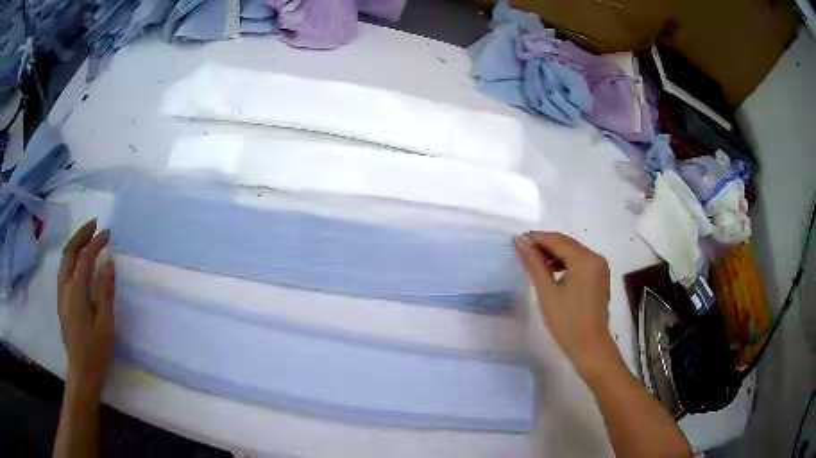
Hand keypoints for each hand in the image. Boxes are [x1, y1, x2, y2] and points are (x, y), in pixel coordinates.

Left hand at [58, 219, 114, 401]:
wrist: (82, 373)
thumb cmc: (96, 352)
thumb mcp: (105, 325)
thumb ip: (105, 293)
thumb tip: (108, 262)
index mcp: (76, 294)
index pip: (84, 259)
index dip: (96, 244)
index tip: (108, 234)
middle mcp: (65, 289)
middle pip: (69, 252)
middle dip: (81, 235)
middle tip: (95, 224)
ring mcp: (61, 295)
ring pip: (64, 260)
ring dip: (75, 244)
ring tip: (88, 236)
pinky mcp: (62, 301)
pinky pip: (64, 270)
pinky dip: (72, 257)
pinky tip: (79, 260)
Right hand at [514, 232, 619, 377]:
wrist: (590, 346)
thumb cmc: (567, 322)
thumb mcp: (547, 292)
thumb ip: (534, 264)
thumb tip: (520, 242)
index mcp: (585, 259)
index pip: (557, 240)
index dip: (536, 238)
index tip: (516, 239)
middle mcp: (596, 258)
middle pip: (566, 244)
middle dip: (544, 244)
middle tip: (521, 248)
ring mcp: (599, 267)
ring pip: (573, 252)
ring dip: (553, 253)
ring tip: (532, 260)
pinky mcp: (599, 277)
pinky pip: (579, 262)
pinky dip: (564, 262)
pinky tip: (550, 270)